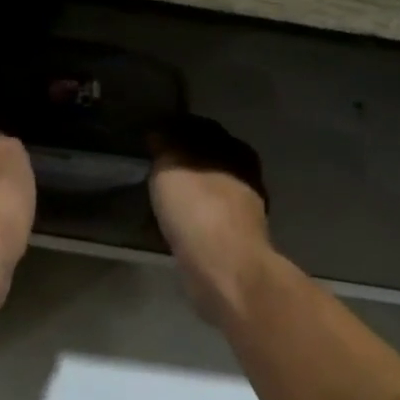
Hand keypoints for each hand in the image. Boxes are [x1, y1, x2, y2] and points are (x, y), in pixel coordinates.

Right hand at [148, 117, 273, 327]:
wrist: (224, 269)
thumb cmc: (199, 209)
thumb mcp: (172, 166)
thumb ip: (165, 146)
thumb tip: (159, 133)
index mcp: (236, 151)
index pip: (204, 130)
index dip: (177, 130)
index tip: (152, 137)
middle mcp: (246, 179)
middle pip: (210, 163)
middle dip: (185, 163)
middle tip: (153, 167)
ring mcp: (244, 214)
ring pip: (209, 193)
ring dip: (189, 194)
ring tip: (159, 197)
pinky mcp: (234, 244)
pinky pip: (205, 222)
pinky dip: (190, 220)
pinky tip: (172, 225)